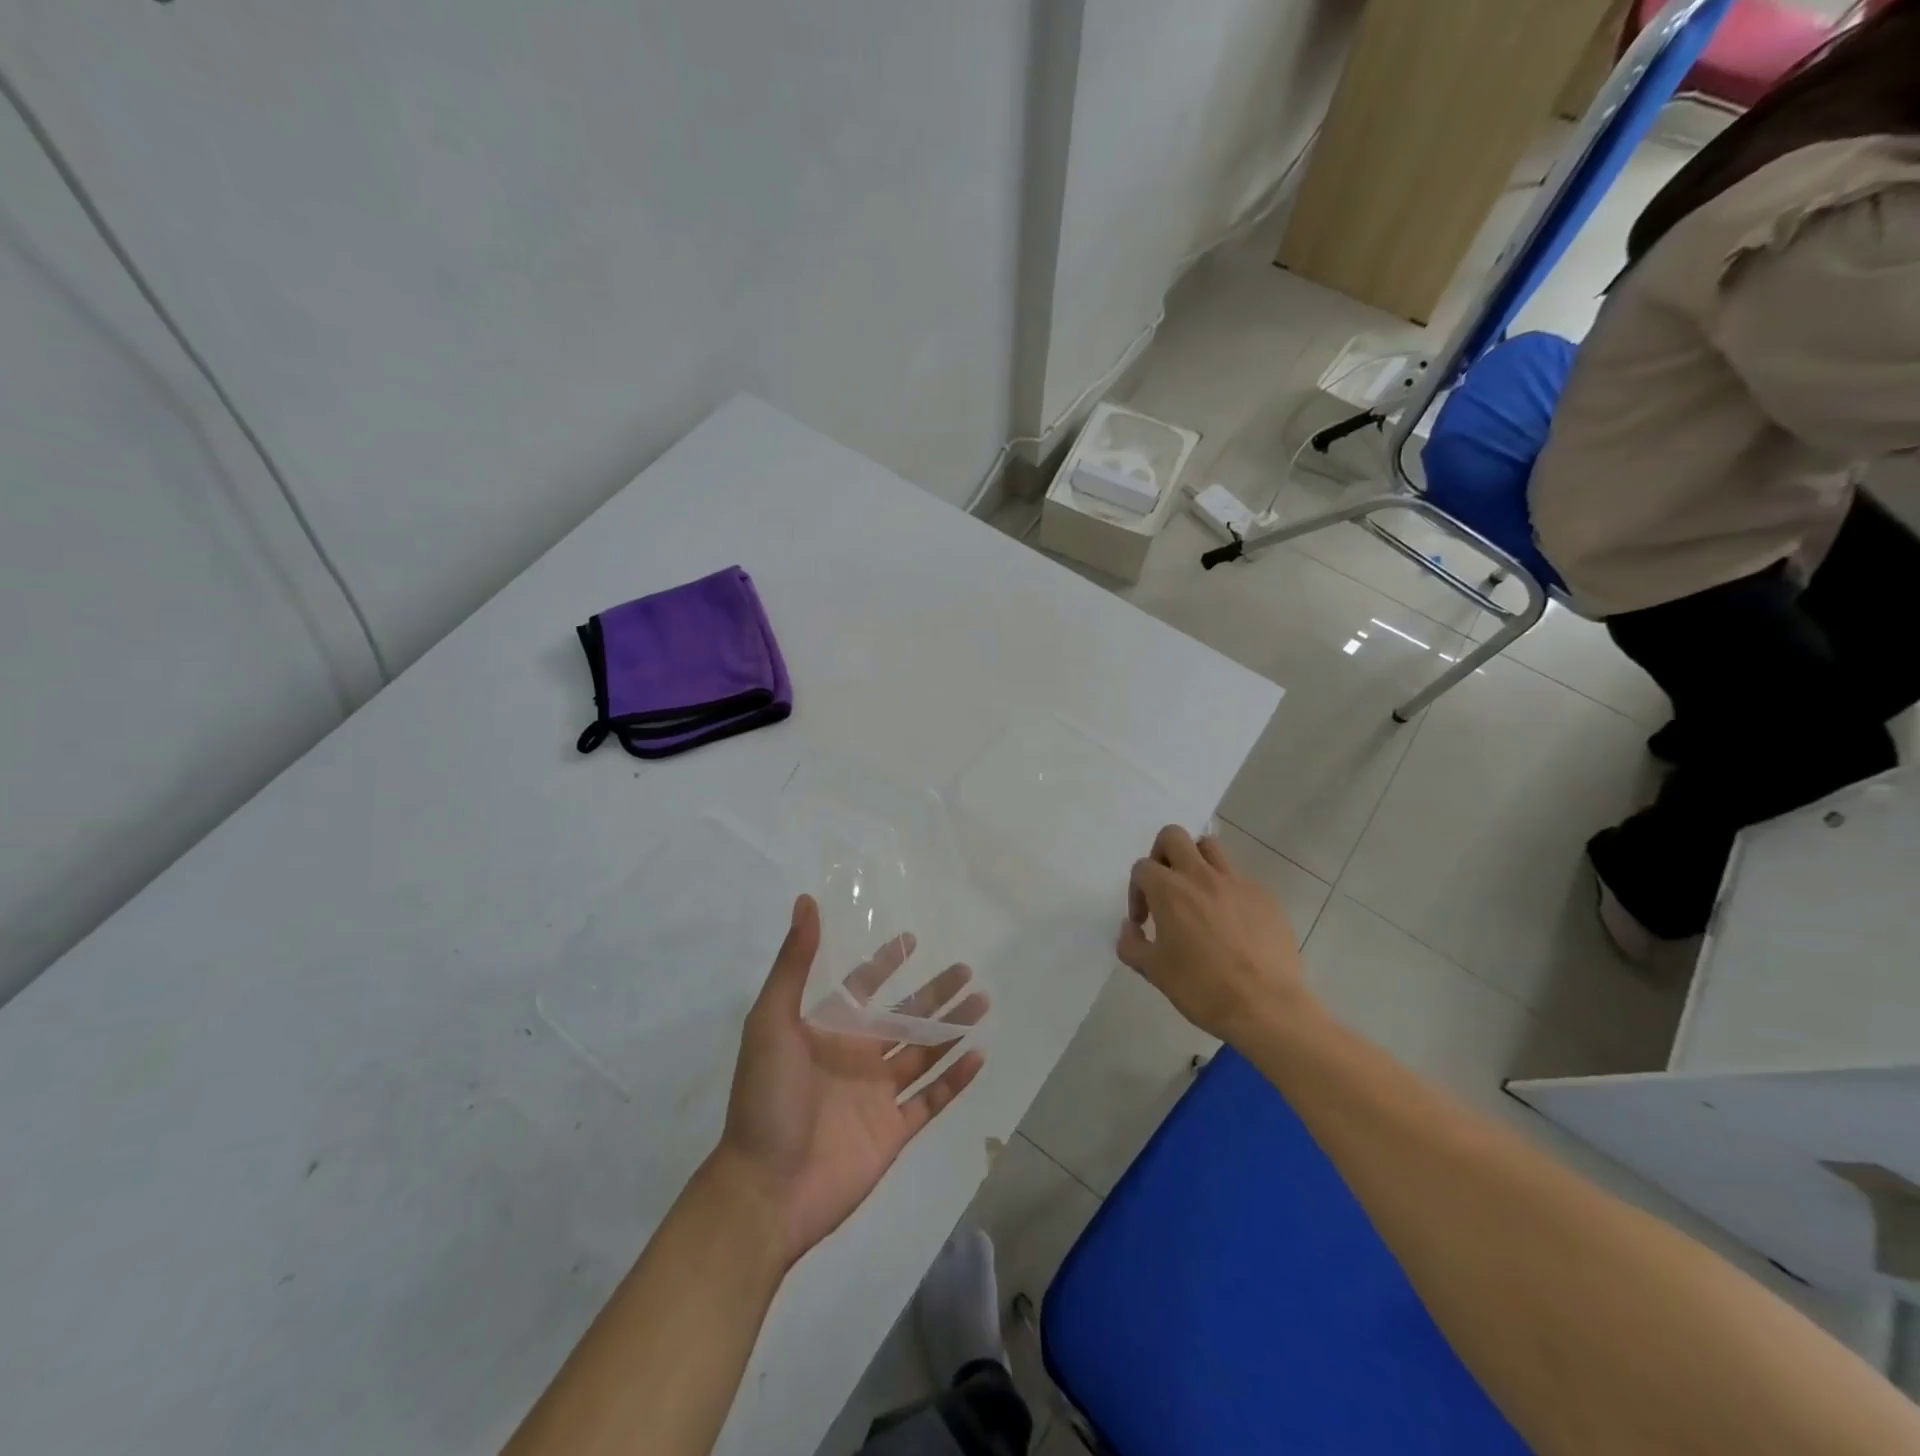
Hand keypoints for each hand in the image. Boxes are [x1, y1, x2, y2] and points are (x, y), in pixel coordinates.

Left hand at [712, 895, 986, 1267]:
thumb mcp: (772, 1020)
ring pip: (924, 1052)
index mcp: (826, 1031)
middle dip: (934, 993)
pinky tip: (979, 1055)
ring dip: (952, 1028)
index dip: (884, 963)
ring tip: (982, 1002)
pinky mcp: (893, 1130)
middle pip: (903, 1017)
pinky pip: (932, 1099)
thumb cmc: (766, 1098)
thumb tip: (806, 901)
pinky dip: (956, 1079)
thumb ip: (794, 963)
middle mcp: (855, 1056)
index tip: (911, 939)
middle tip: (966, 970)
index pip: (862, 988)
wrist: (766, 1189)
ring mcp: (876, 1095)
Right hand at [1117, 825, 1312, 1042]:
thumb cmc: (1202, 988)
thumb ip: (1132, 944)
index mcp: (1169, 891)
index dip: (1137, 892)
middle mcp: (1201, 876)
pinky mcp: (1265, 896)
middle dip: (1162, 854)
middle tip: (1166, 887)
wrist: (1266, 1007)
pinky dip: (1229, 891)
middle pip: (1174, 836)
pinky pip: (1240, 879)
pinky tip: (1233, 925)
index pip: (1142, 868)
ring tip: (1199, 896)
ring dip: (1197, 862)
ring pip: (1210, 848)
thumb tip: (1130, 928)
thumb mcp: (1153, 971)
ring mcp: (1237, 882)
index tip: (1144, 921)